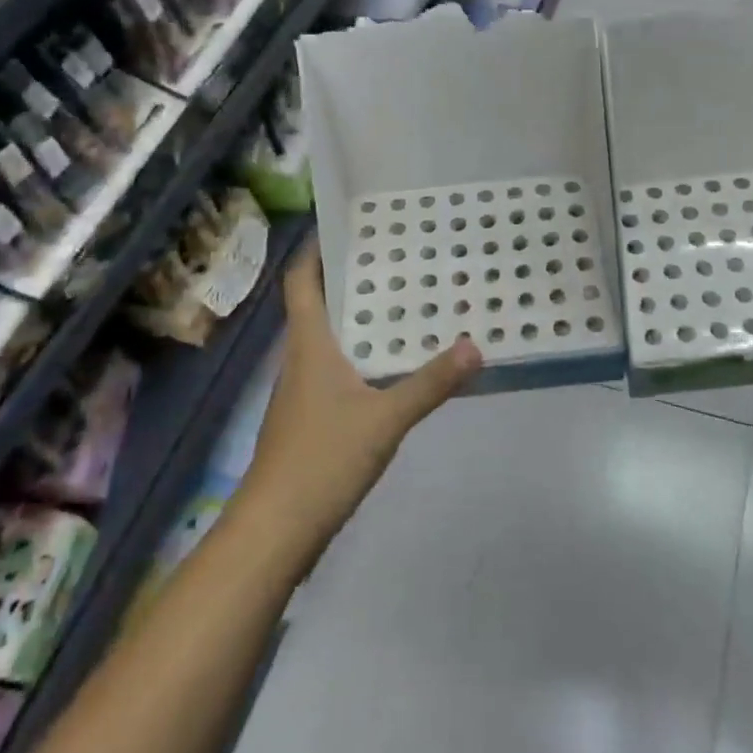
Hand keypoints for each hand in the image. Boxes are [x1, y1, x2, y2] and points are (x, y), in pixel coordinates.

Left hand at [242, 242, 480, 544]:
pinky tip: (389, 361)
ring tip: (399, 298)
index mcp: (309, 345)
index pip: (301, 282)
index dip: (314, 250)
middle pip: (316, 304)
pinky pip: (335, 367)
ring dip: (354, 315)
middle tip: (392, 254)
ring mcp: (302, 391)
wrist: (276, 529)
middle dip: (347, 277)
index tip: (341, 222)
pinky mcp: (310, 418)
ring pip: (327, 337)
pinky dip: (359, 352)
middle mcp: (300, 359)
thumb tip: (476, 345)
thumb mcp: (386, 418)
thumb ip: (431, 383)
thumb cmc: (322, 459)